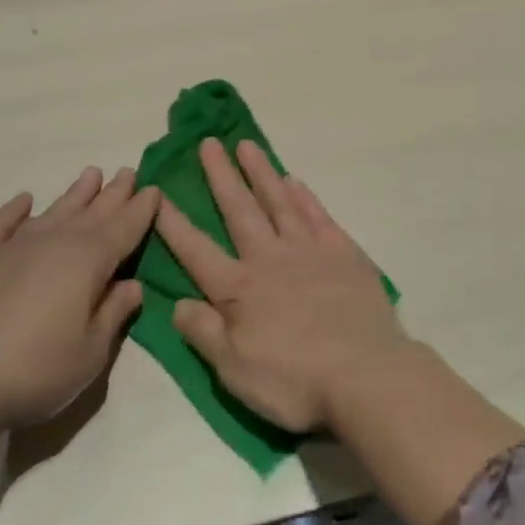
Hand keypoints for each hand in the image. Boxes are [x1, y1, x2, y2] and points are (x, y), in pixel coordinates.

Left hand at [0, 167, 157, 434]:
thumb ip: (113, 314)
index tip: (155, 189)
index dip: (142, 210)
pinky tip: (23, 200)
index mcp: (88, 261)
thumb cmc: (32, 371)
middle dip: (114, 193)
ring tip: (91, 174)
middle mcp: (53, 243)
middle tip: (128, 172)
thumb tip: (132, 285)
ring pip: (53, 212)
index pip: (125, 228)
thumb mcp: (89, 354)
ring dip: (75, 194)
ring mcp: (11, 249)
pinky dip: (12, 211)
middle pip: (92, 213)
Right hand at [154, 139, 409, 433]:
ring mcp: (309, 251)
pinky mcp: (343, 254)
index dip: (173, 222)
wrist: (366, 375)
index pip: (196, 250)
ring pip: (279, 202)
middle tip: (209, 143)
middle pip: (240, 210)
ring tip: (247, 146)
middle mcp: (270, 259)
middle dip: (221, 176)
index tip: (158, 191)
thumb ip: (203, 333)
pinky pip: (318, 216)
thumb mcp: (235, 371)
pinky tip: (295, 181)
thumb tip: (177, 303)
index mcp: (239, 289)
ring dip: (261, 173)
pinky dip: (304, 196)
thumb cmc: (295, 381)